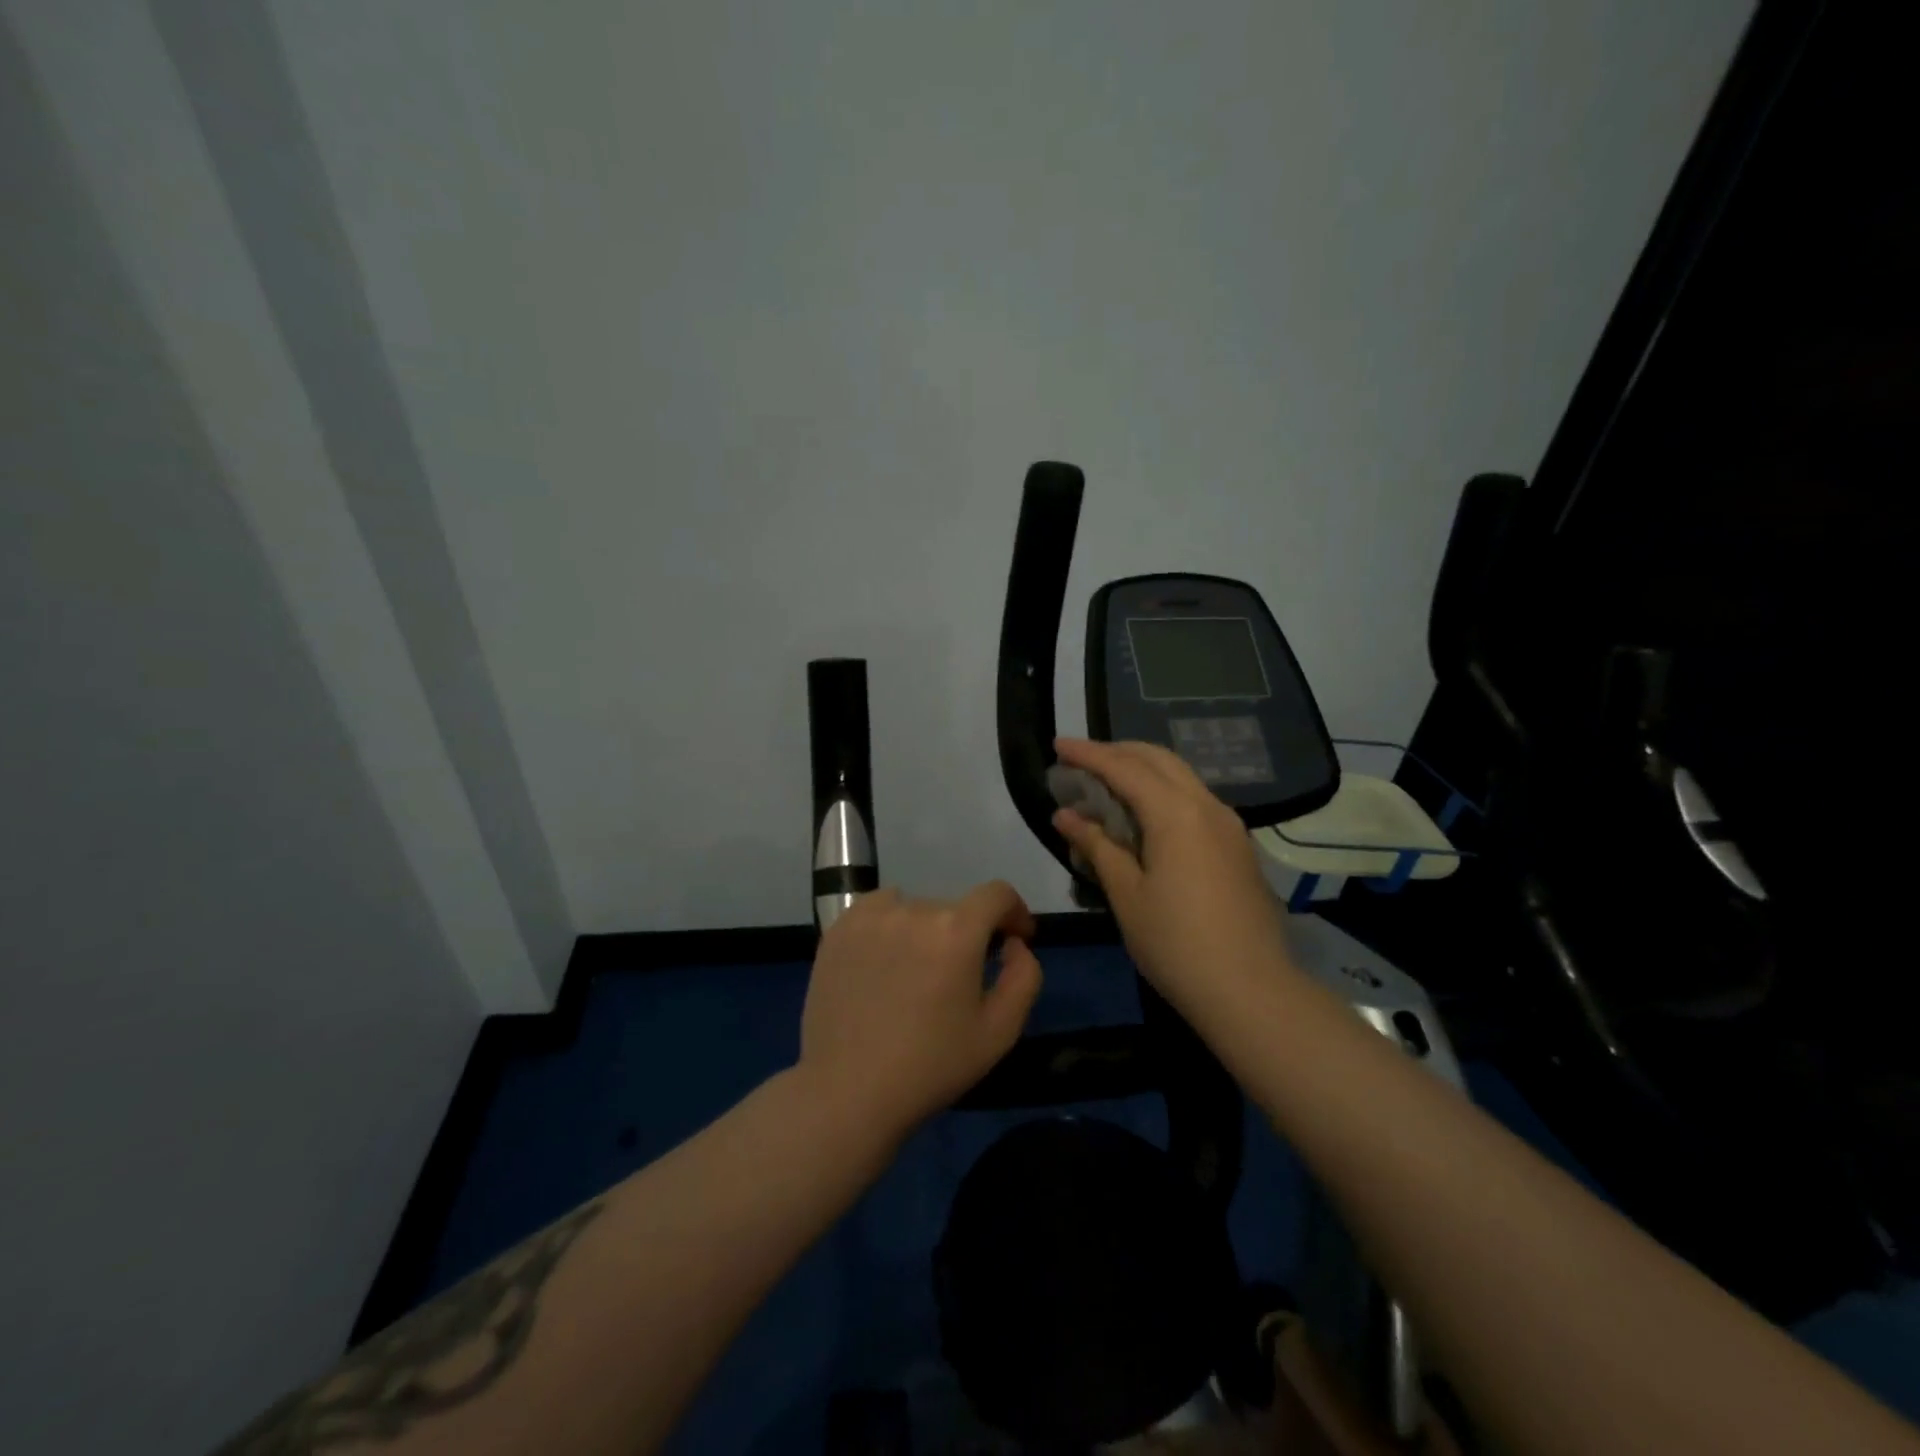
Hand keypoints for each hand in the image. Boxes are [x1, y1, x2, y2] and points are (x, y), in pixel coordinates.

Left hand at [799, 882, 1043, 1136]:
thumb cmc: (931, 1066)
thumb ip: (1023, 977)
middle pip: (955, 909)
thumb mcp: (999, 1032)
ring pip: (916, 910)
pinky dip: (890, 926)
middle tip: (958, 980)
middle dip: (967, 936)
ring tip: (916, 973)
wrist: (848, 1091)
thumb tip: (1013, 944)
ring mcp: (871, 916)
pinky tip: (883, 962)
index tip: (1015, 939)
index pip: (997, 894)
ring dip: (927, 931)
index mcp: (956, 931)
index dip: (1014, 912)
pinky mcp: (839, 928)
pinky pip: (878, 910)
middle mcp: (914, 909)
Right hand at [1051, 737, 1296, 1021]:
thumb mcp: (1127, 895)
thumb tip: (1066, 815)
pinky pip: (1194, 800)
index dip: (1088, 754)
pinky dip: (1163, 793)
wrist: (1252, 991)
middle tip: (1081, 760)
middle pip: (1159, 759)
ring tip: (1107, 783)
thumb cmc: (1177, 944)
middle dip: (1118, 752)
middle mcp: (1207, 806)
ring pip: (1181, 777)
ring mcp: (1229, 825)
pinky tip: (1144, 816)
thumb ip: (1097, 846)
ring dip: (1142, 770)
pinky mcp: (1237, 846)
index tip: (1058, 745)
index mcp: (1177, 814)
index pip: (1124, 768)